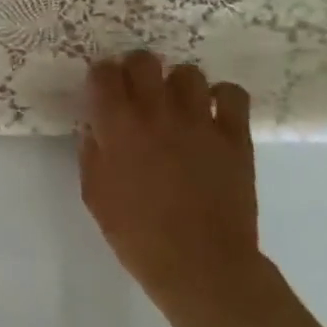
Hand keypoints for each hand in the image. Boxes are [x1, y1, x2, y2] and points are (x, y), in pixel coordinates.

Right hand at [79, 51, 279, 326]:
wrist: (201, 266)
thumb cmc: (137, 235)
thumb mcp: (95, 194)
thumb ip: (92, 153)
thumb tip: (97, 128)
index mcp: (117, 126)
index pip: (104, 73)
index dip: (101, 76)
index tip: (102, 89)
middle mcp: (156, 113)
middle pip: (144, 60)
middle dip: (136, 69)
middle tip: (136, 90)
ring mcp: (200, 122)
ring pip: (187, 73)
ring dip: (177, 84)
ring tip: (176, 105)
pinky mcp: (235, 137)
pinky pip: (232, 94)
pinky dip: (221, 97)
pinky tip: (213, 114)